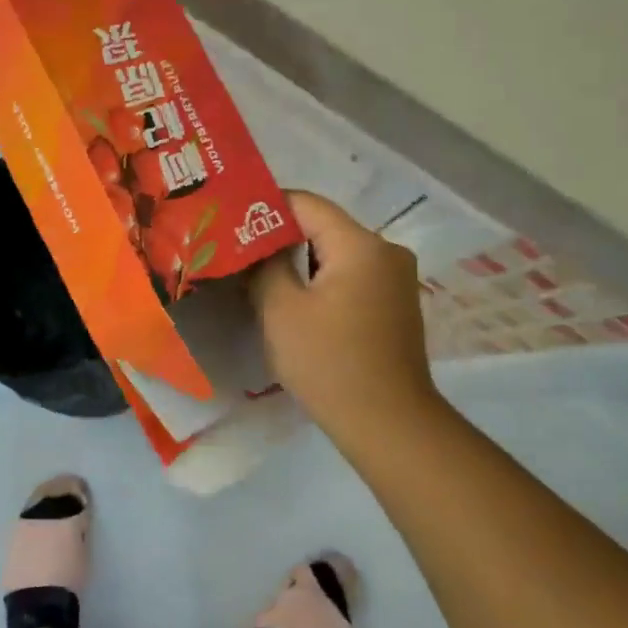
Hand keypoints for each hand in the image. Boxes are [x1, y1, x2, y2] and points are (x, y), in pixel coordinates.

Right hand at [248, 191, 444, 444]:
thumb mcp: (281, 310)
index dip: (265, 207)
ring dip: (300, 262)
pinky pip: (352, 276)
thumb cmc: (330, 363)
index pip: (306, 204)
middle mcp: (387, 251)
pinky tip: (295, 300)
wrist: (389, 424)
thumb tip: (255, 247)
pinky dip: (322, 281)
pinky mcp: (396, 304)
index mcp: (361, 244)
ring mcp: (396, 279)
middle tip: (239, 250)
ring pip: (337, 253)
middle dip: (280, 237)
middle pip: (324, 227)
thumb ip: (264, 266)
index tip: (231, 221)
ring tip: (259, 275)